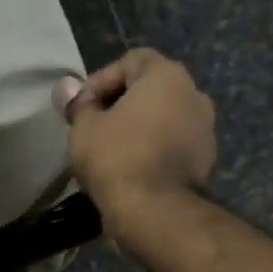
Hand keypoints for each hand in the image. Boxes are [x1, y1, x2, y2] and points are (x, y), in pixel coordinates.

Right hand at [54, 48, 215, 240]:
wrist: (154, 210)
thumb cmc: (116, 157)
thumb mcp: (83, 128)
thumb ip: (78, 103)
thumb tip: (66, 86)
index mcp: (167, 76)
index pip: (130, 61)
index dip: (100, 80)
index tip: (81, 107)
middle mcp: (194, 94)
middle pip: (150, 88)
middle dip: (120, 103)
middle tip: (93, 126)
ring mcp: (205, 128)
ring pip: (163, 117)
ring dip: (139, 127)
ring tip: (111, 149)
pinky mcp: (205, 159)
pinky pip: (172, 143)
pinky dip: (153, 148)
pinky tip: (130, 168)